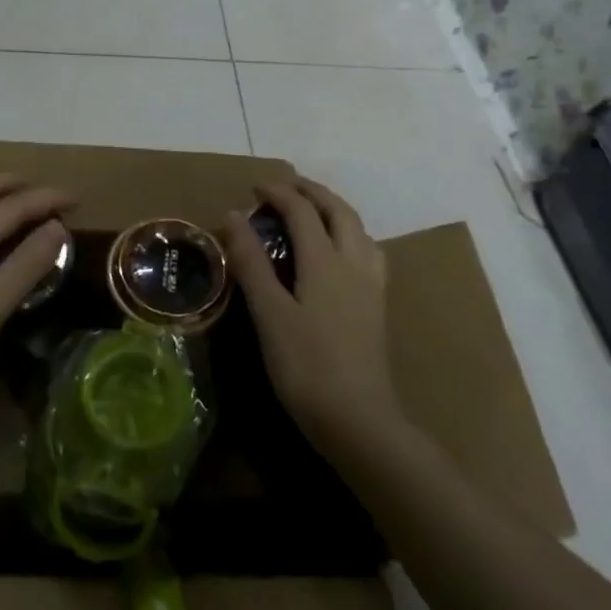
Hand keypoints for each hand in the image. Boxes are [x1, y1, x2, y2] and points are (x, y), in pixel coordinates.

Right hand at [223, 177, 400, 457]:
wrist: (359, 421)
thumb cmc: (307, 367)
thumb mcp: (269, 313)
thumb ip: (251, 262)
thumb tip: (233, 215)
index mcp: (326, 261)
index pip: (302, 211)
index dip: (278, 193)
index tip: (254, 188)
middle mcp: (354, 263)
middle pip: (338, 211)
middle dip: (312, 192)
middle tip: (285, 187)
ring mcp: (371, 286)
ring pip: (359, 229)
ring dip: (334, 210)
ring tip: (313, 211)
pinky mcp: (377, 307)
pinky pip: (367, 252)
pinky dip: (350, 235)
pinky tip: (341, 253)